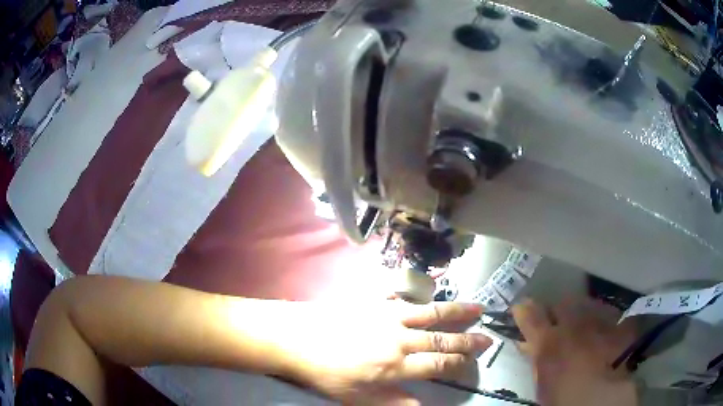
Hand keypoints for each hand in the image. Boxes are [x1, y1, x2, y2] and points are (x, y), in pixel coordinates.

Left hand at [276, 301, 491, 404]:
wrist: (296, 337)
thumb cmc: (326, 372)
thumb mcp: (357, 398)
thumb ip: (392, 402)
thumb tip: (421, 405)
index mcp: (395, 365)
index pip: (438, 364)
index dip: (459, 363)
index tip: (474, 361)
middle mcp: (399, 338)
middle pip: (441, 339)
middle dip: (467, 340)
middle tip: (487, 337)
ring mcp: (388, 315)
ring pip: (431, 314)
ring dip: (457, 312)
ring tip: (478, 308)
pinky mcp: (375, 301)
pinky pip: (404, 296)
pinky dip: (421, 296)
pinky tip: (430, 294)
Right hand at [512, 298, 638, 405]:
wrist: (603, 399)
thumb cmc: (564, 398)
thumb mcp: (543, 385)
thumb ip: (537, 360)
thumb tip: (528, 344)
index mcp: (550, 343)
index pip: (531, 316)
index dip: (524, 310)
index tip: (520, 308)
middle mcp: (574, 325)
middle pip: (563, 303)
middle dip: (557, 309)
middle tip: (555, 320)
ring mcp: (600, 323)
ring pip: (587, 303)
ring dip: (581, 310)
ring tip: (582, 323)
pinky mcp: (619, 326)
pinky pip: (611, 314)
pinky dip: (606, 318)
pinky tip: (606, 327)